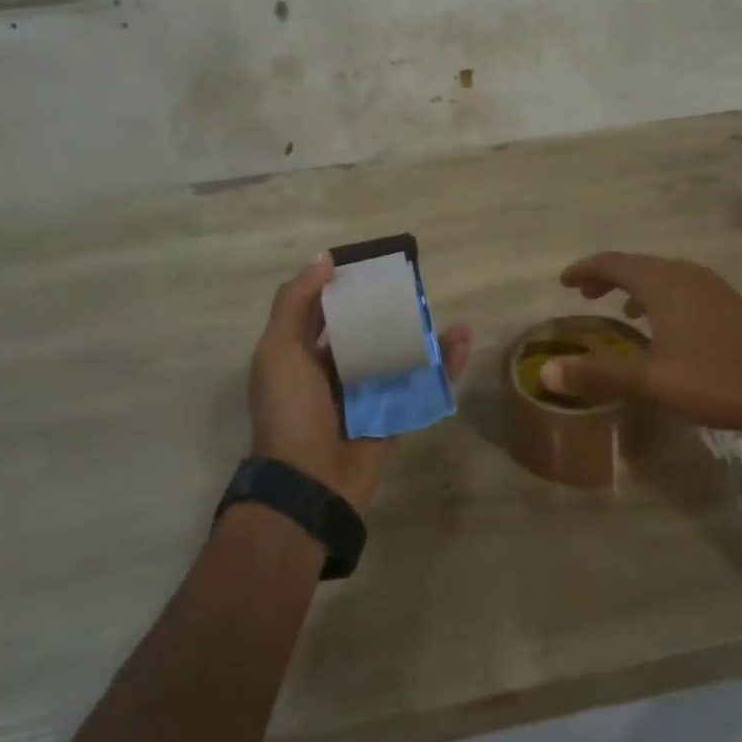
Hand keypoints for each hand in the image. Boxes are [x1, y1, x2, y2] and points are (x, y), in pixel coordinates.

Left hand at [249, 254, 470, 512]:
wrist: (309, 483)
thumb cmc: (290, 410)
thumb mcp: (279, 350)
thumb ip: (295, 303)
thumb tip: (324, 258)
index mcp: (305, 354)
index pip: (330, 310)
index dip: (349, 287)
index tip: (376, 266)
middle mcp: (337, 370)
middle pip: (370, 331)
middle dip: (393, 310)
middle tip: (417, 289)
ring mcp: (369, 393)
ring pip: (401, 355)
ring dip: (425, 336)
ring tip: (447, 318)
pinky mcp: (396, 414)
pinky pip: (423, 385)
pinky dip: (444, 366)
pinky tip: (462, 344)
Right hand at [540, 252, 741, 435]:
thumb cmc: (719, 378)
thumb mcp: (652, 380)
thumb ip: (599, 374)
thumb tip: (547, 373)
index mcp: (663, 283)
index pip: (613, 263)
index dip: (585, 269)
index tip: (564, 281)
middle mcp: (686, 275)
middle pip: (637, 265)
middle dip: (607, 276)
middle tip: (583, 293)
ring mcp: (712, 287)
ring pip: (662, 276)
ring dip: (635, 287)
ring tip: (618, 308)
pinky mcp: (730, 303)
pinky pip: (682, 289)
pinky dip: (659, 297)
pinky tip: (665, 327)